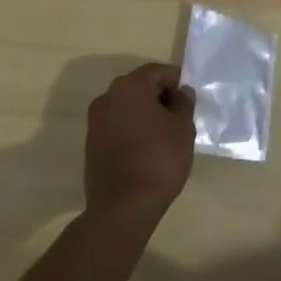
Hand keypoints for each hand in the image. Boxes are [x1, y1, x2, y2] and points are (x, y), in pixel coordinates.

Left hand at [84, 63, 195, 221]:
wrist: (122, 208)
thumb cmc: (158, 159)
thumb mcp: (183, 127)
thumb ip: (184, 103)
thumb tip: (181, 93)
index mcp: (130, 86)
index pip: (158, 71)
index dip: (177, 82)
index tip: (189, 100)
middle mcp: (108, 97)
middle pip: (140, 86)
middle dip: (160, 95)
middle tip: (179, 115)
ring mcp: (95, 121)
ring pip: (127, 106)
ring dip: (145, 112)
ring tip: (164, 134)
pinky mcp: (91, 144)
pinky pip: (117, 124)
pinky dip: (132, 128)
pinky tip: (146, 147)